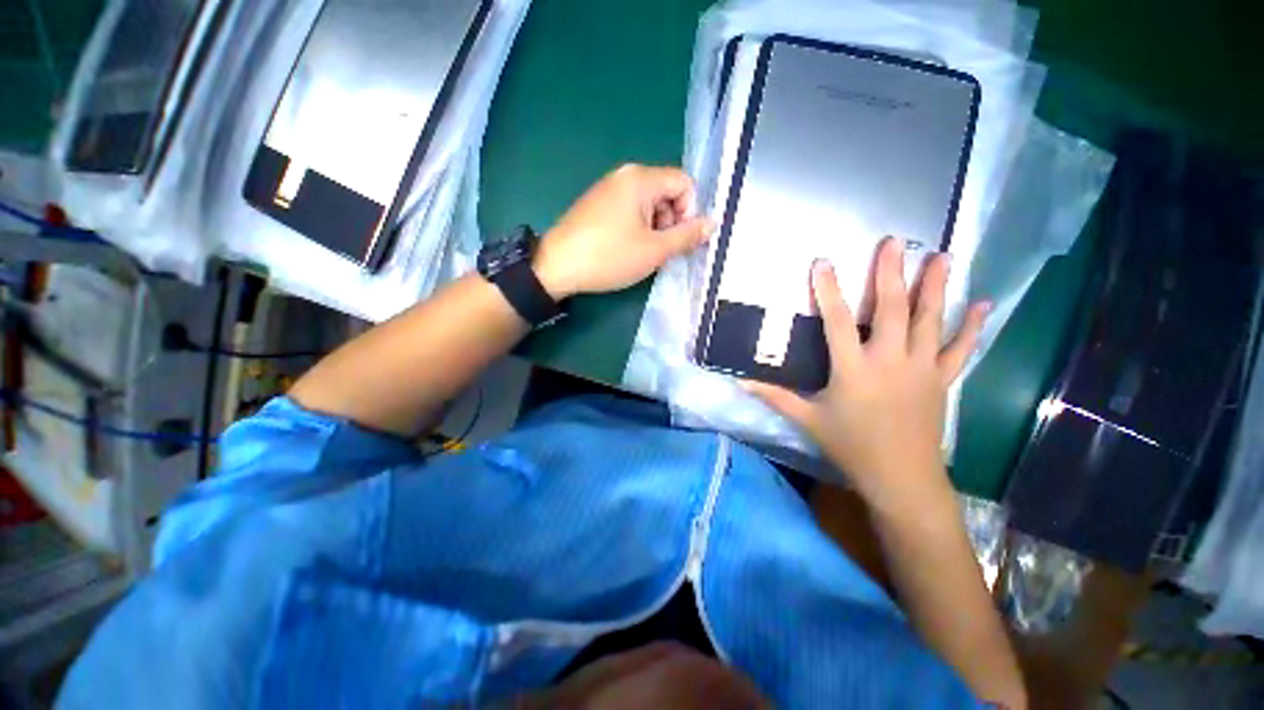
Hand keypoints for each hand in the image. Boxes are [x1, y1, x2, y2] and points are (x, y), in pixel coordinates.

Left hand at [534, 164, 713, 298]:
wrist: (556, 267)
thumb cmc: (609, 256)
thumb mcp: (654, 250)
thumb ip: (686, 236)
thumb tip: (713, 223)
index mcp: (640, 178)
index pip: (684, 183)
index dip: (689, 211)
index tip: (678, 239)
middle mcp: (624, 175)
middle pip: (666, 191)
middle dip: (671, 222)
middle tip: (659, 250)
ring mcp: (607, 188)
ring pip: (648, 203)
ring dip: (654, 228)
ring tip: (641, 253)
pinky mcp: (596, 204)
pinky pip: (629, 209)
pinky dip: (637, 228)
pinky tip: (625, 249)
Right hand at [745, 238, 988, 513]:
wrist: (901, 478)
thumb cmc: (850, 446)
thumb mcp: (807, 419)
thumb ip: (773, 396)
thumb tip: (739, 380)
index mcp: (853, 369)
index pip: (837, 321)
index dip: (828, 290)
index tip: (823, 262)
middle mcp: (889, 361)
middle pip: (891, 310)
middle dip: (890, 273)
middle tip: (894, 242)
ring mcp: (921, 368)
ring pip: (929, 320)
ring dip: (934, 287)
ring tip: (940, 255)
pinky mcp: (941, 380)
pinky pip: (959, 349)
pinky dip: (971, 327)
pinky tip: (983, 304)